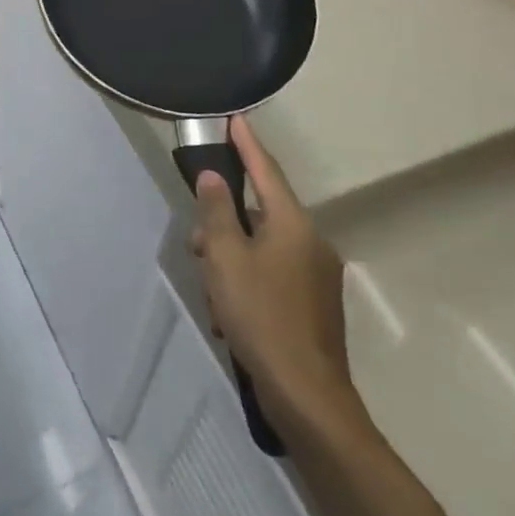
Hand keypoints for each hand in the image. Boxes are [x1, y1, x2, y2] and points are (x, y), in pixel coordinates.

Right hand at [189, 117, 359, 437]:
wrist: (307, 397)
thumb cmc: (260, 315)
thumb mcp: (225, 258)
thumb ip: (217, 212)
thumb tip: (214, 178)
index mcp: (293, 225)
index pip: (266, 171)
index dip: (247, 144)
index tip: (235, 118)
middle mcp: (312, 243)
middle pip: (259, 214)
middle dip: (224, 224)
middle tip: (198, 245)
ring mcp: (317, 277)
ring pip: (262, 248)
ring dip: (232, 259)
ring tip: (213, 293)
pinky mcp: (314, 305)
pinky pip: (272, 276)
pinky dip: (247, 284)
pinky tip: (229, 315)